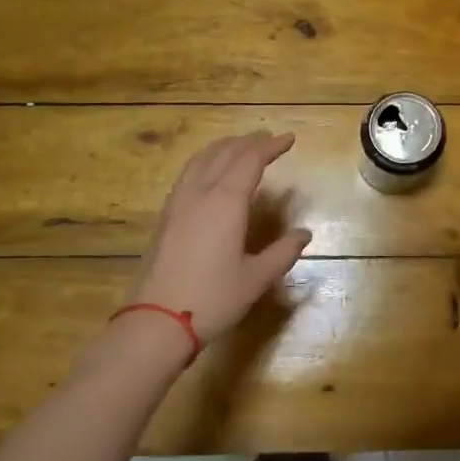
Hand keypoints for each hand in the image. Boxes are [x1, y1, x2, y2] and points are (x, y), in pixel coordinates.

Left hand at [128, 132, 311, 345]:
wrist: (156, 321)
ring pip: (201, 159)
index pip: (250, 160)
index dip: (271, 146)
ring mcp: (177, 203)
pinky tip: (210, 174)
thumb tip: (304, 234)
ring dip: (224, 147)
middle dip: (249, 141)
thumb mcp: (256, 278)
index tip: (289, 138)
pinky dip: (206, 161)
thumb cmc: (212, 299)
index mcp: (225, 202)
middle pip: (224, 152)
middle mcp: (199, 193)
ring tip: (240, 147)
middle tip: (269, 138)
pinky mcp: (165, 216)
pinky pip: (188, 174)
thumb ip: (283, 252)